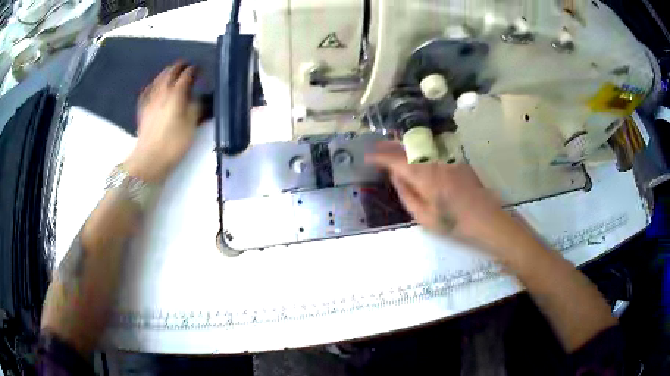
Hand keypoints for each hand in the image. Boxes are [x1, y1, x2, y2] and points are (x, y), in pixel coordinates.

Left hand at [125, 61, 200, 181]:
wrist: (149, 159)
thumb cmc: (173, 143)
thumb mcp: (191, 126)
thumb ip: (196, 108)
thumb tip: (199, 98)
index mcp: (176, 95)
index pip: (186, 76)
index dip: (193, 70)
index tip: (199, 69)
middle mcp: (162, 93)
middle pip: (170, 73)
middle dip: (179, 67)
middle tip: (186, 65)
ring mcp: (150, 100)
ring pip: (158, 79)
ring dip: (166, 72)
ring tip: (171, 71)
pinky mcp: (143, 109)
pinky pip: (147, 91)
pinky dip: (152, 85)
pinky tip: (153, 86)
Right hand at [366, 141, 539, 258]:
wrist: (486, 219)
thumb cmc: (453, 222)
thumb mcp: (423, 216)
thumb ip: (406, 193)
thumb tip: (395, 176)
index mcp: (423, 175)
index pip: (395, 160)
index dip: (380, 157)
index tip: (368, 157)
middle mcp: (433, 160)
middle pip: (407, 147)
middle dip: (390, 146)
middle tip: (376, 147)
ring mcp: (447, 158)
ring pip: (420, 147)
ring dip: (403, 146)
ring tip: (391, 147)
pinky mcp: (457, 160)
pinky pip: (432, 151)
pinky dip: (419, 150)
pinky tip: (415, 155)